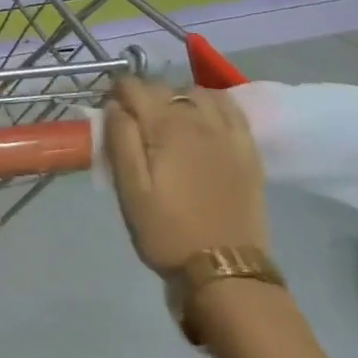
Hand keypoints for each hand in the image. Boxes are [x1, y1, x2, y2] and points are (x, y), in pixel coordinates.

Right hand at [104, 76, 266, 276]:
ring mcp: (227, 133)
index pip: (134, 87)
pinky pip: (231, 108)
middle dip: (143, 97)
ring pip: (197, 93)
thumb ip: (119, 140)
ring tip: (168, 122)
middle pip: (164, 87)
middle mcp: (198, 119)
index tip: (109, 113)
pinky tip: (203, 119)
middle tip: (133, 125)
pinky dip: (212, 103)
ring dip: (177, 98)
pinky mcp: (248, 150)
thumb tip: (115, 105)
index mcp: (165, 127)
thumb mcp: (130, 190)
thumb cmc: (166, 231)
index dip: (116, 93)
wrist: (224, 270)